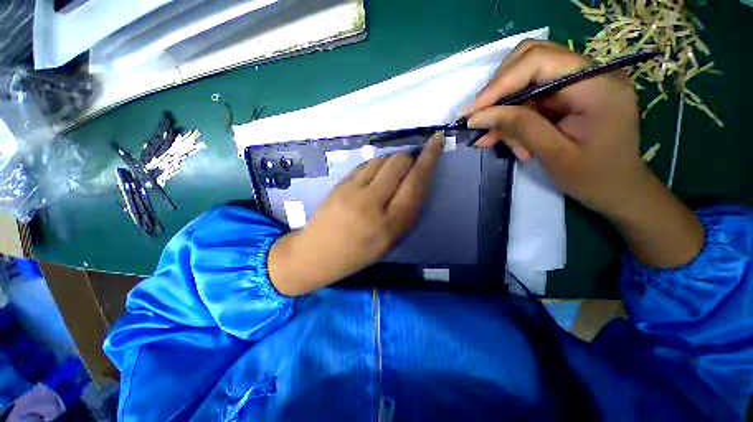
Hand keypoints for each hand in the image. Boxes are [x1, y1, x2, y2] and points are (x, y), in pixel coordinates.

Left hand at [268, 134, 443, 295]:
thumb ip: (406, 212)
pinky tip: (373, 177)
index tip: (436, 142)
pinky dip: (375, 166)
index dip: (429, 160)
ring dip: (391, 162)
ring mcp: (352, 190)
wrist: (316, 253)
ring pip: (381, 159)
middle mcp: (372, 203)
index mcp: (390, 225)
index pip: (415, 183)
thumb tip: (415, 182)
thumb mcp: (390, 242)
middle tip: (410, 166)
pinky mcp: (339, 184)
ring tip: (389, 175)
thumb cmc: (357, 254)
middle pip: (398, 163)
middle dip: (409, 158)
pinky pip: (364, 165)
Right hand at [464, 40, 702, 267]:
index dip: (500, 84)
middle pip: (529, 62)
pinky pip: (529, 98)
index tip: (472, 113)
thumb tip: (478, 116)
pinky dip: (510, 117)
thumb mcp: (552, 155)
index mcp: (596, 83)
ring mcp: (578, 84)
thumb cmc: (597, 179)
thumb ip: (517, 127)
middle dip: (497, 92)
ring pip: (525, 81)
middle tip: (475, 122)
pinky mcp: (567, 98)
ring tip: (488, 138)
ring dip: (502, 109)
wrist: (622, 192)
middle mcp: (589, 73)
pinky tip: (499, 138)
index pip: (538, 61)